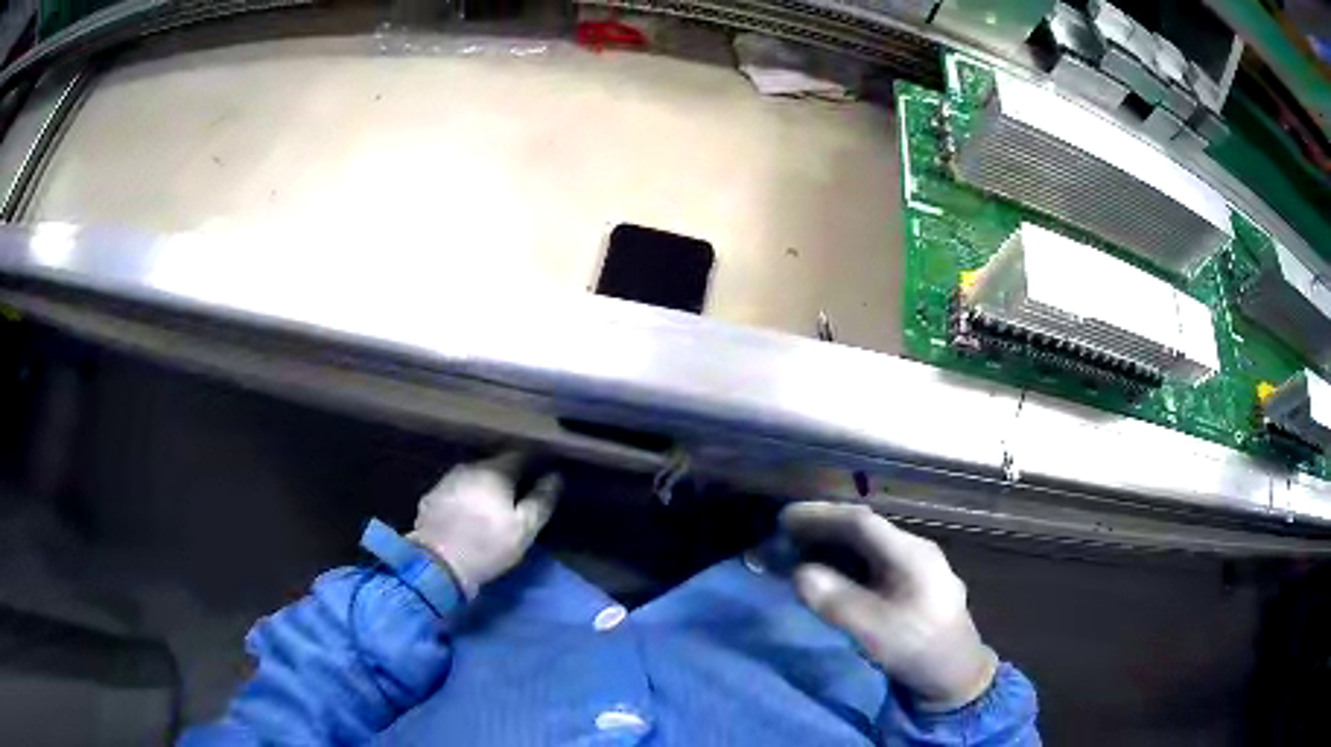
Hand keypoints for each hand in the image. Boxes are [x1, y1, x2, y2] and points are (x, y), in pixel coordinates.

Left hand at [407, 453, 560, 598]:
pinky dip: (464, 499)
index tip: (543, 474)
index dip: (534, 462)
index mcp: (494, 471)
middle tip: (519, 496)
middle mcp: (468, 467)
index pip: (520, 455)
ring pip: (472, 478)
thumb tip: (556, 476)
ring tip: (492, 507)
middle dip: (508, 477)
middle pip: (494, 465)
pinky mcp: (430, 498)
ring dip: (484, 487)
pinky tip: (467, 516)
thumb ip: (542, 499)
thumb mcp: (525, 527)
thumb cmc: (487, 545)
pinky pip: (455, 492)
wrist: (437, 564)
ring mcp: (446, 481)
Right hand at [781, 502, 997, 710]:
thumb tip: (798, 573)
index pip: (860, 522)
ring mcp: (918, 567)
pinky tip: (833, 573)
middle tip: (784, 535)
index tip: (784, 520)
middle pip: (865, 530)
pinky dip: (847, 562)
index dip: (820, 517)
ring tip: (800, 550)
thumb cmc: (919, 650)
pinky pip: (875, 562)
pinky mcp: (914, 585)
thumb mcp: (874, 630)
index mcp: (911, 554)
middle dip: (824, 528)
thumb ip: (835, 601)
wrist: (957, 676)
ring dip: (834, 545)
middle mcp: (916, 551)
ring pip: (869, 546)